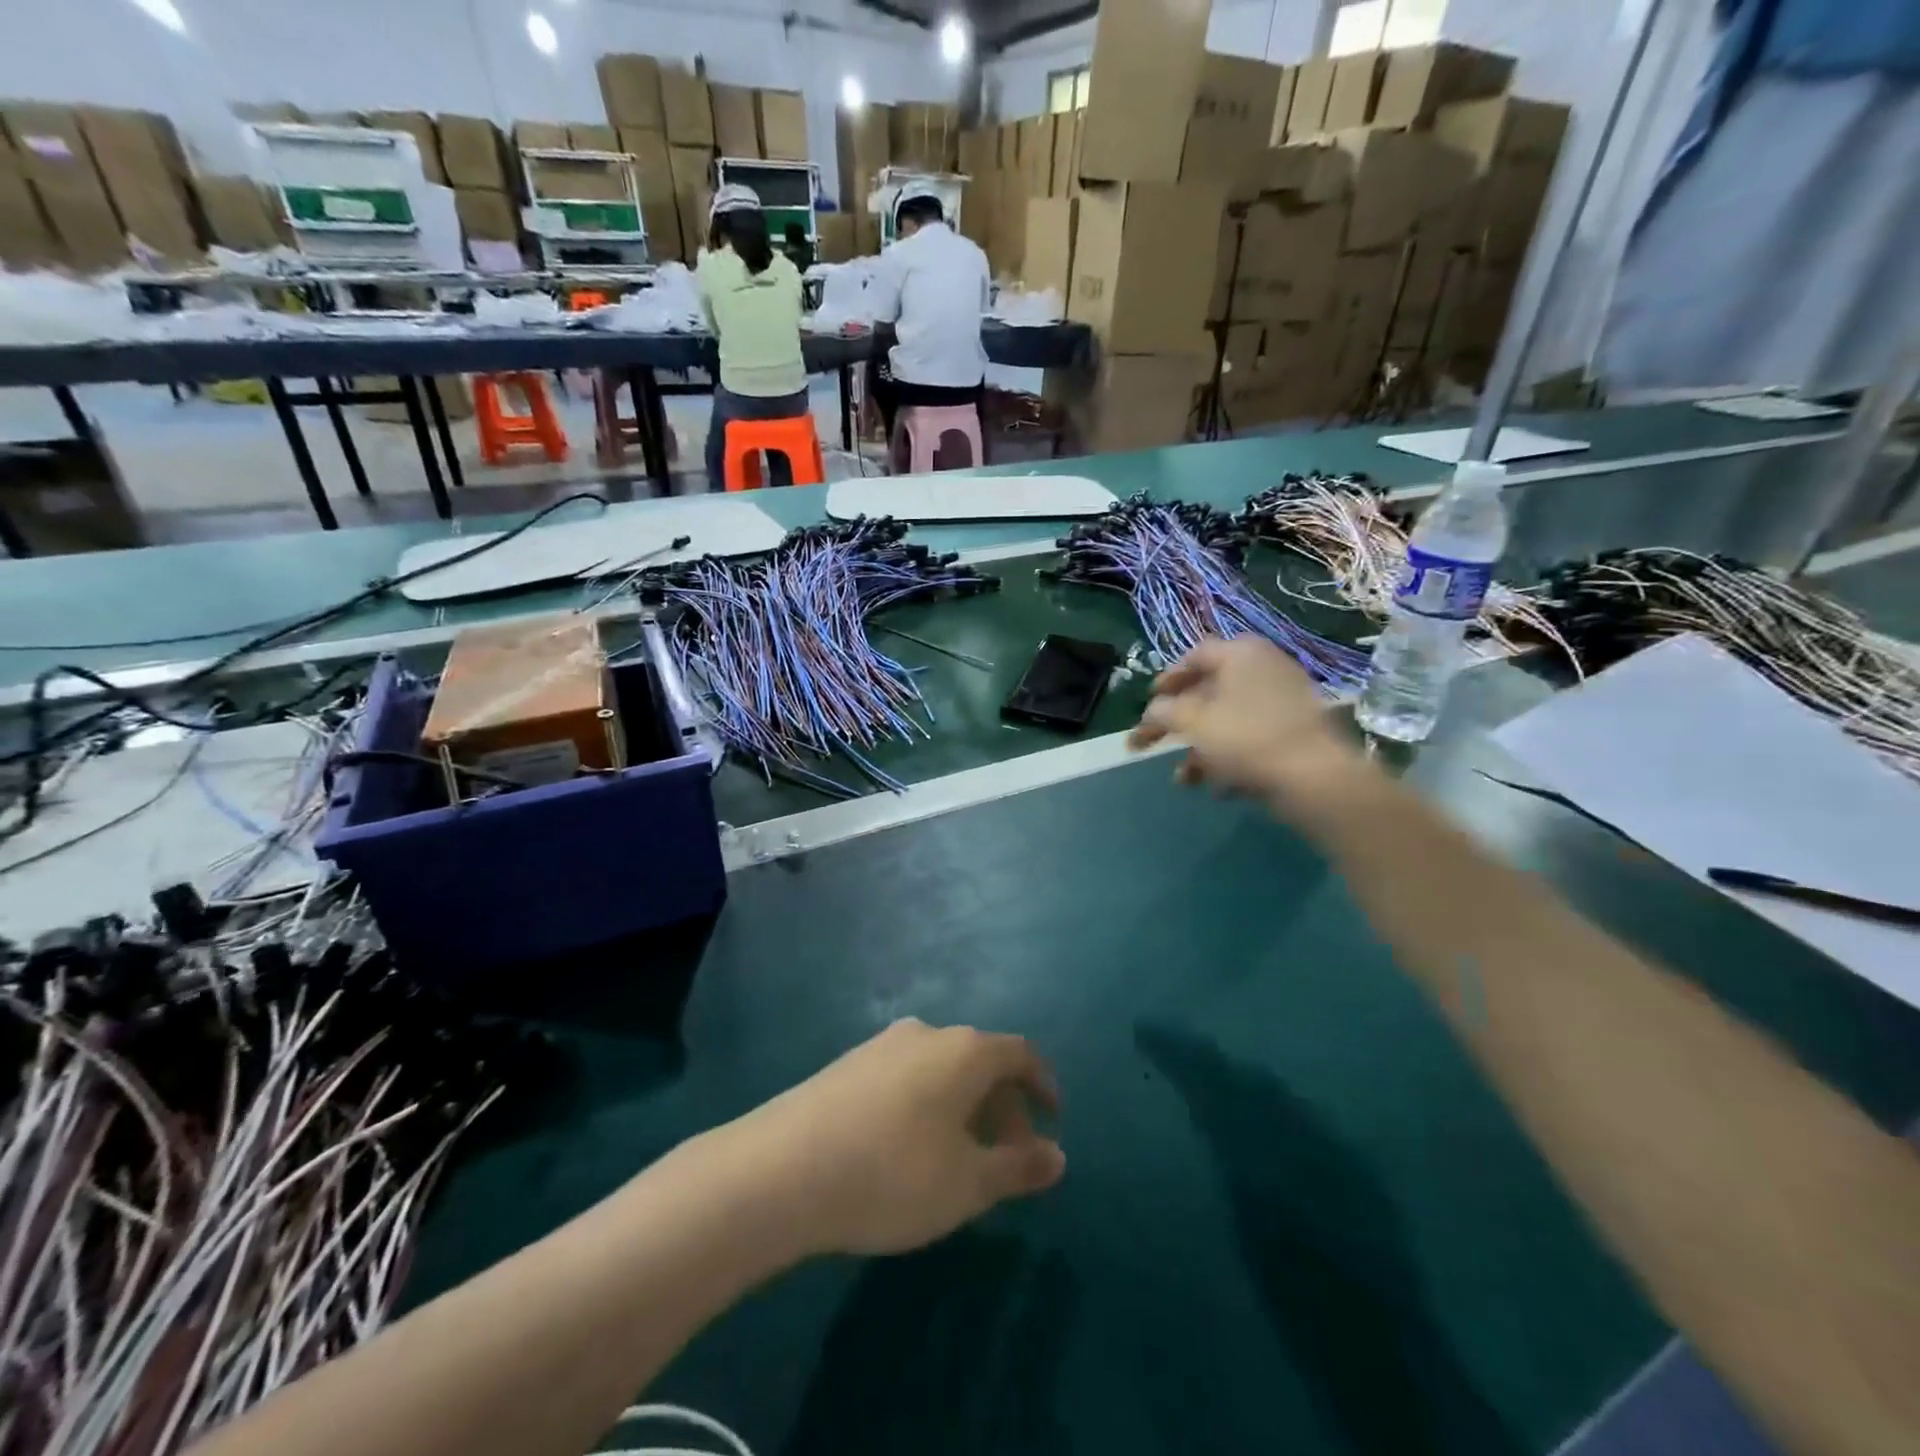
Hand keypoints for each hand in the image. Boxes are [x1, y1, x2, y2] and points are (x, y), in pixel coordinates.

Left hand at [723, 1019, 1063, 1257]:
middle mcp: (926, 1033)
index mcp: (964, 1051)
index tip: (1051, 1121)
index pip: (1020, 1053)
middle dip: (1002, 1106)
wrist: (782, 1168)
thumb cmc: (893, 1174)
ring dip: (963, 1107)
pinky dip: (926, 1103)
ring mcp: (882, 1045)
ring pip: (941, 1069)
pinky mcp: (848, 1063)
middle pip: (980, 1061)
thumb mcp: (968, 1184)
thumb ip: (1018, 1167)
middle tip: (1006, 1158)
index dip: (1042, 1085)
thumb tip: (1058, 1156)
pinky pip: (907, 1076)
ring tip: (959, 1158)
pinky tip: (908, 1148)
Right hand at [1128, 637, 1362, 810]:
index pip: (1194, 656)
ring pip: (1229, 720)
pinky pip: (1252, 738)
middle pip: (1209, 691)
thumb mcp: (1192, 722)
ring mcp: (1285, 700)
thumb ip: (1163, 712)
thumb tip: (1153, 711)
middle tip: (1154, 743)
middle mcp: (1264, 668)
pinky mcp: (1296, 731)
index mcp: (1240, 653)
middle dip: (1179, 723)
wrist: (1314, 776)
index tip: (1148, 703)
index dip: (1166, 679)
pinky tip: (1219, 788)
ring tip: (1183, 779)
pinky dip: (1230, 759)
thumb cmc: (1245, 737)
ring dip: (1200, 749)